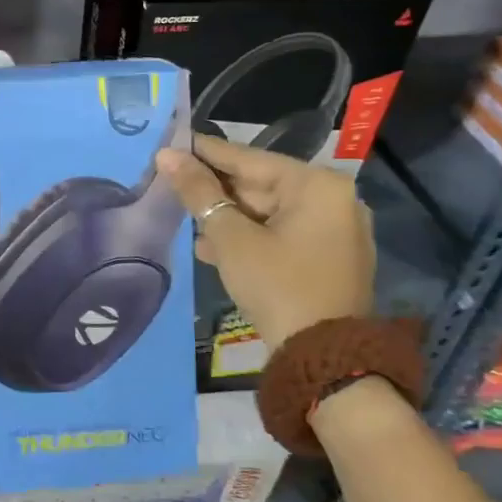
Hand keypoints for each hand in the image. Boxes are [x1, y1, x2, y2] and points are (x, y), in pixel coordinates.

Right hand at [154, 134, 374, 349]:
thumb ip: (198, 192)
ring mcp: (335, 230)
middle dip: (214, 191)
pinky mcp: (329, 257)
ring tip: (184, 219)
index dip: (204, 152)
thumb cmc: (277, 285)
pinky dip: (248, 237)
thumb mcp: (230, 237)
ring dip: (226, 217)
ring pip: (267, 212)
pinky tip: (211, 246)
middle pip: (259, 184)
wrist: (324, 359)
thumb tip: (166, 156)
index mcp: (317, 185)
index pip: (247, 158)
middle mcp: (333, 199)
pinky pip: (281, 234)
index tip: (170, 143)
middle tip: (170, 184)